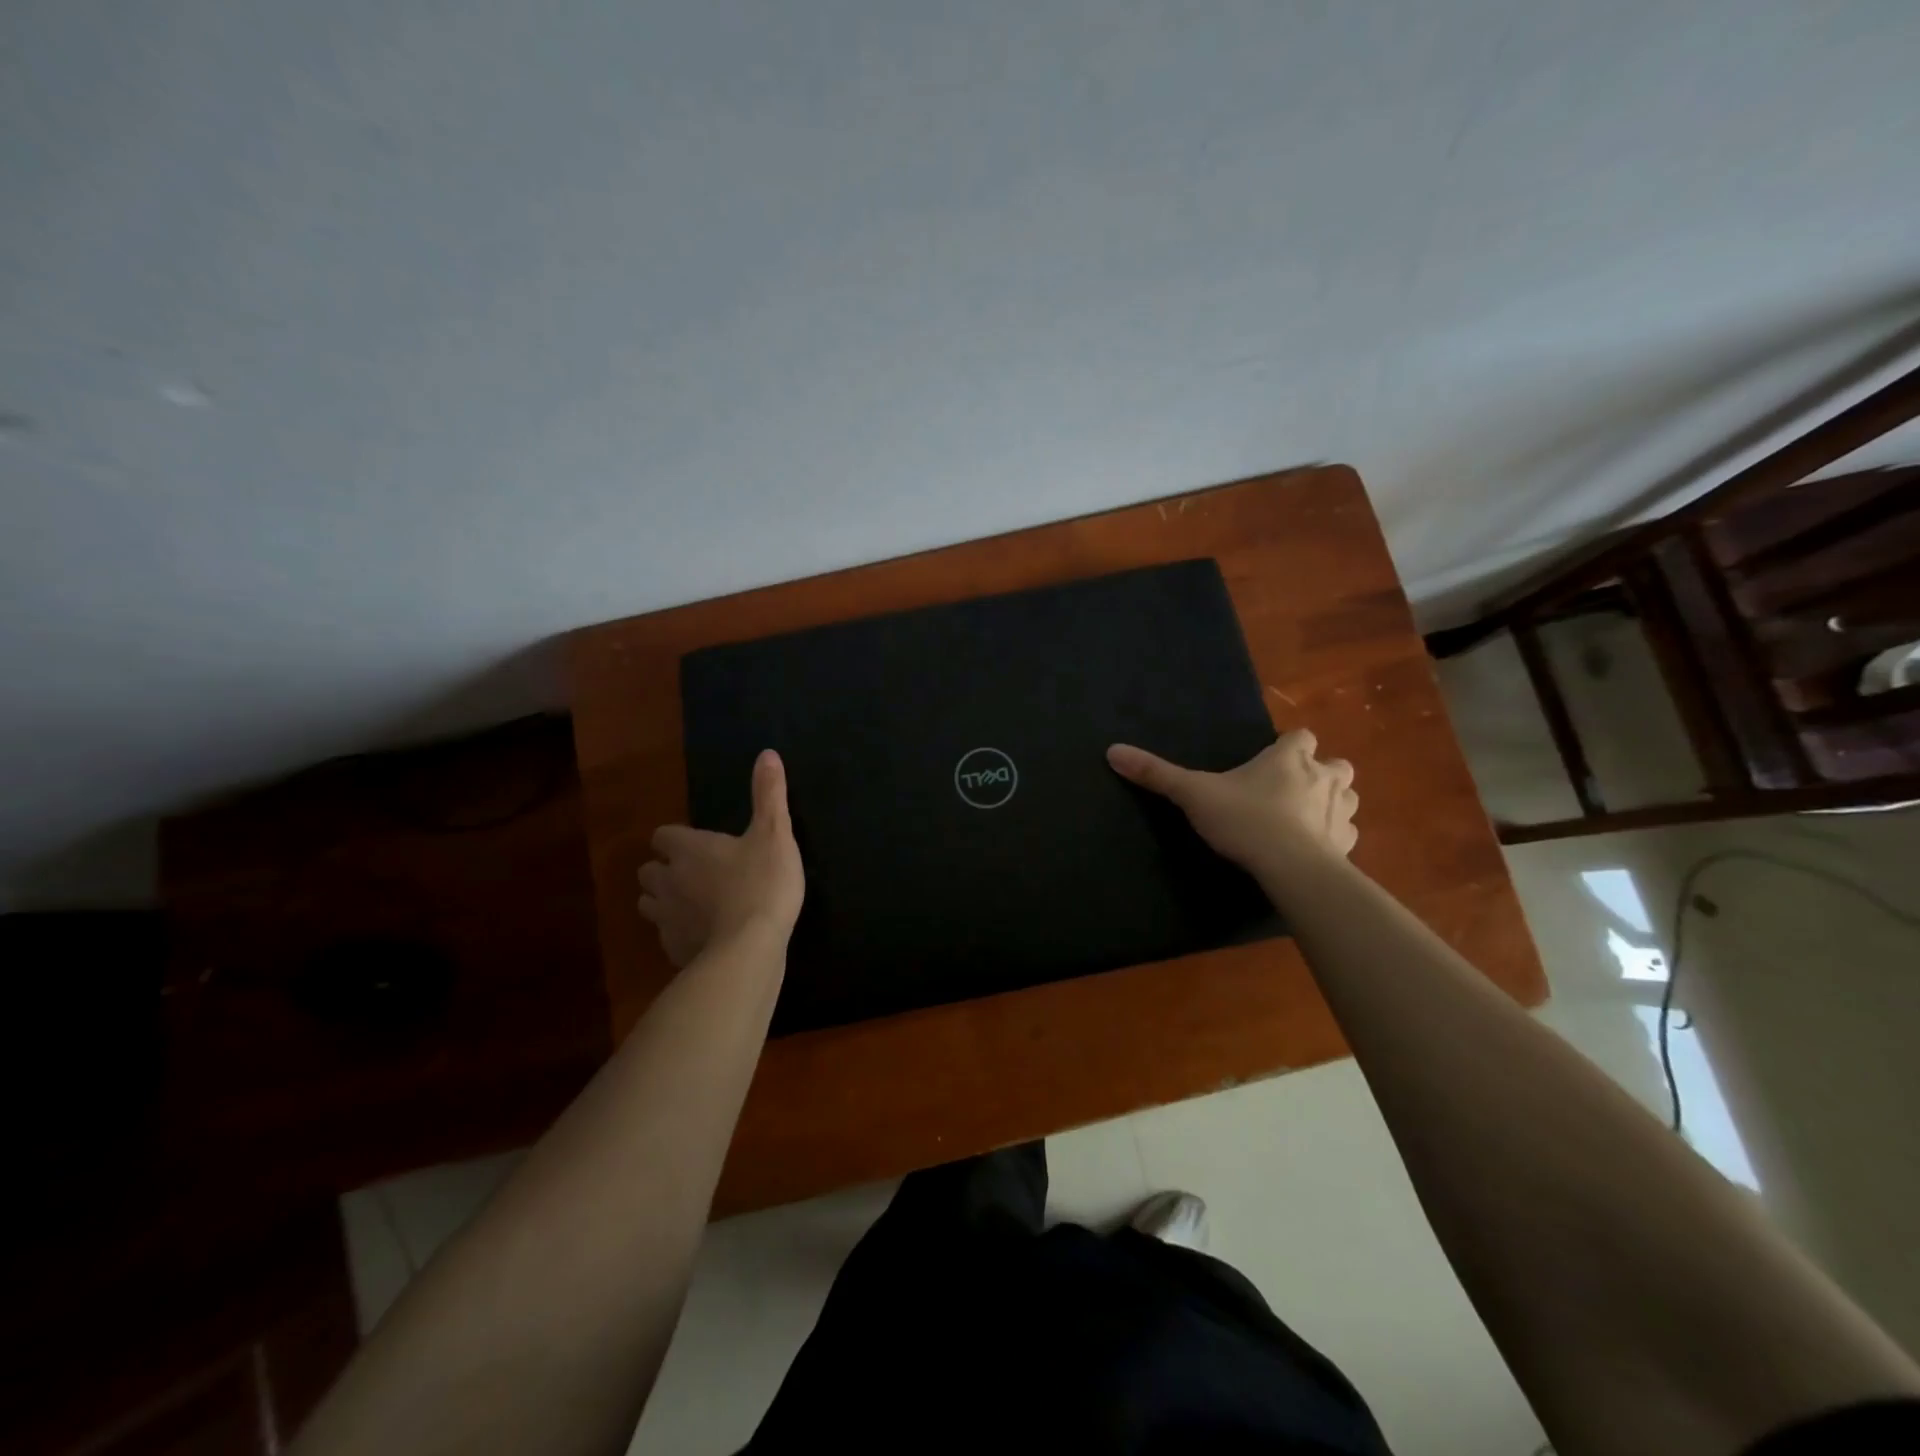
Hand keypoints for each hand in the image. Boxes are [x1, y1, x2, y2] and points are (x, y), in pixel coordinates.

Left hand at [637, 749, 804, 967]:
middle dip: (664, 871)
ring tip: (693, 905)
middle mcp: (668, 880)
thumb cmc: (762, 882)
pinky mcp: (673, 950)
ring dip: (665, 902)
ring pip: (649, 905)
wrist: (749, 948)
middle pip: (648, 871)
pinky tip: (702, 937)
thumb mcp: (775, 833)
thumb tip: (767, 753)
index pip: (663, 836)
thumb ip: (769, 794)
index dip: (676, 839)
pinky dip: (680, 933)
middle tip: (693, 874)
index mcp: (688, 849)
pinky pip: (667, 937)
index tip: (696, 844)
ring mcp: (666, 919)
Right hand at [1106, 729, 1357, 870]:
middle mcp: (1323, 778)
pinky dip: (1334, 837)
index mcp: (1290, 759)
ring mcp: (1340, 812)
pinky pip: (1346, 834)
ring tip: (1306, 817)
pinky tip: (1314, 849)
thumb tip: (1113, 751)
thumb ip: (1157, 774)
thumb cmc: (1245, 820)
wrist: (1291, 868)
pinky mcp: (1347, 845)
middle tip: (1292, 788)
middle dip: (1320, 772)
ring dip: (1332, 802)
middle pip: (1335, 764)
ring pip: (1347, 796)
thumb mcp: (1194, 794)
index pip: (1302, 736)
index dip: (1290, 746)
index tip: (1272, 760)